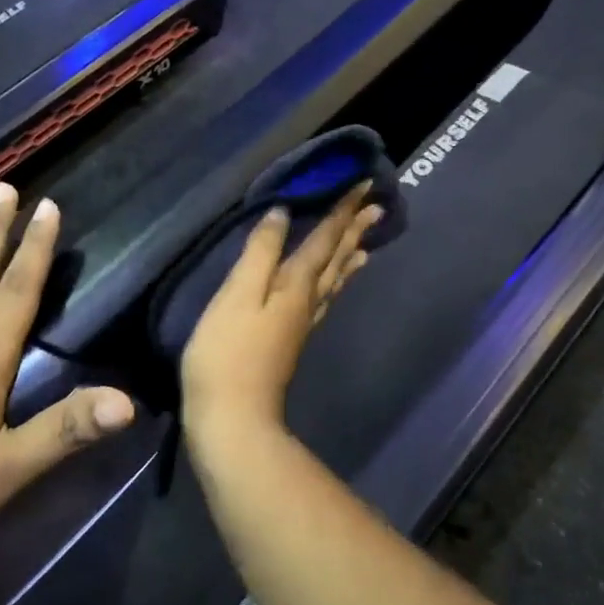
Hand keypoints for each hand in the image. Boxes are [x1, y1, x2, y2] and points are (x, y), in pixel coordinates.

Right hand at [181, 184, 383, 449]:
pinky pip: (323, 300)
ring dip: (348, 257)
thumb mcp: (237, 295)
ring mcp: (302, 324)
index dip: (343, 211)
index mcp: (295, 285)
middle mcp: (307, 301)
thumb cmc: (226, 354)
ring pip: (333, 282)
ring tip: (365, 244)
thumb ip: (261, 253)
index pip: (325, 239)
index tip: (366, 185)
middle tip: (377, 206)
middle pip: (335, 259)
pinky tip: (328, 288)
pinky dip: (334, 285)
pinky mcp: (291, 342)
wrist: (232, 419)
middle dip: (353, 230)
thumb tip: (283, 213)